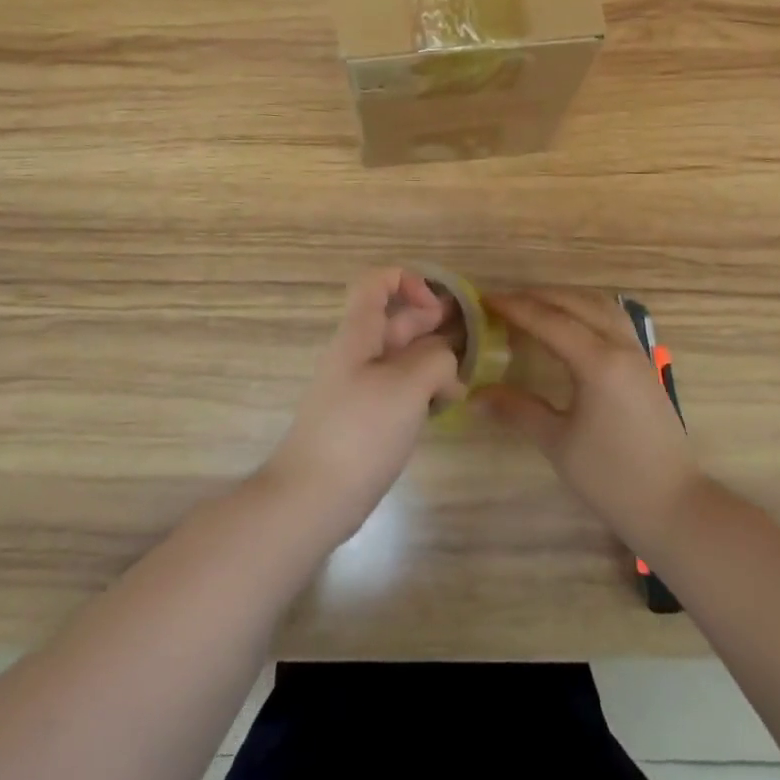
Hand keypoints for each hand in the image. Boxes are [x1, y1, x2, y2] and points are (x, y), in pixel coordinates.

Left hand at [262, 268, 466, 545]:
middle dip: (430, 322)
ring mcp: (358, 388)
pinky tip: (443, 407)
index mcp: (358, 334)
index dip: (408, 281)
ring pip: (399, 357)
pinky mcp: (363, 419)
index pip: (376, 282)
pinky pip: (396, 389)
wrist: (311, 498)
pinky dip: (421, 389)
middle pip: (393, 320)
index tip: (436, 310)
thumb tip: (445, 364)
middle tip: (468, 339)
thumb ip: (435, 360)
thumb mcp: (407, 386)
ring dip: (431, 360)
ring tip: (461, 379)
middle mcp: (356, 354)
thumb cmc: (359, 432)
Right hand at [476, 289, 704, 554]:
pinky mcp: (644, 364)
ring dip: (565, 299)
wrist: (674, 505)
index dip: (515, 308)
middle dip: (537, 297)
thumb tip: (474, 396)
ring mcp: (637, 352)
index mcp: (598, 362)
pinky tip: (570, 325)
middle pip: (575, 303)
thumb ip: (517, 410)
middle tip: (503, 303)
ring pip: (599, 305)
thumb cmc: (612, 478)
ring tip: (534, 306)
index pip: (549, 320)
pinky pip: (613, 318)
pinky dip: (586, 310)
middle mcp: (620, 346)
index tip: (485, 300)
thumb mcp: (557, 443)